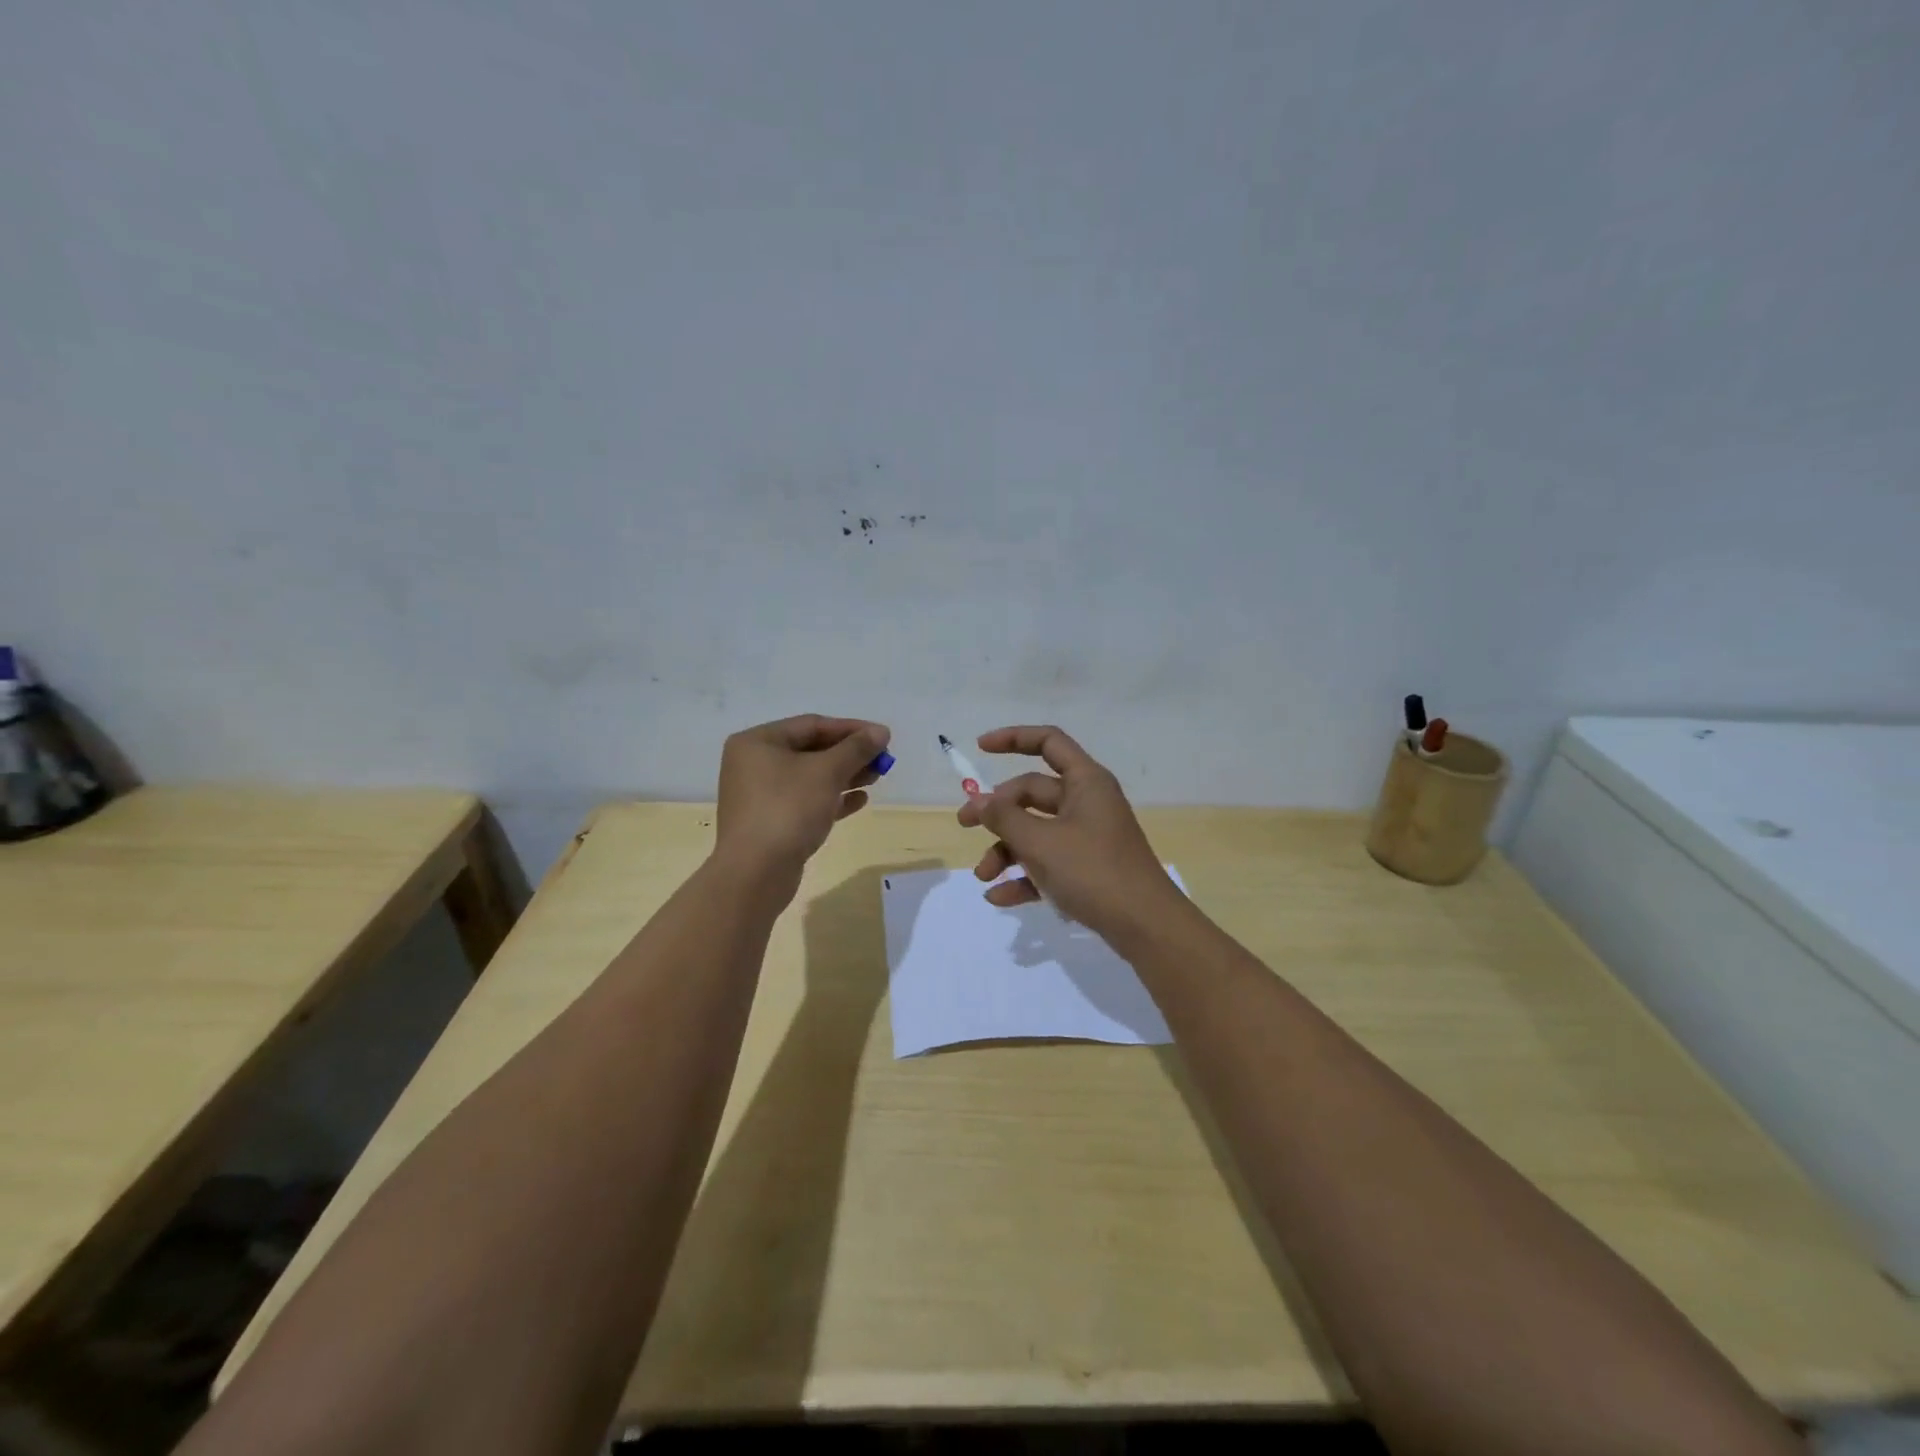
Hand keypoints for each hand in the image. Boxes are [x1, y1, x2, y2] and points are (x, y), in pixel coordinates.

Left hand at [716, 715, 889, 879]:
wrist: (755, 873)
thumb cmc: (788, 809)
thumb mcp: (827, 772)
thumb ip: (856, 749)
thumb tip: (881, 732)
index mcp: (758, 742)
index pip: (812, 725)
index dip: (851, 729)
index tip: (883, 736)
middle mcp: (754, 764)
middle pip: (811, 750)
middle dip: (849, 754)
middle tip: (883, 760)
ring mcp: (761, 795)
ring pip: (810, 777)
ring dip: (845, 776)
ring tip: (876, 778)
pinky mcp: (771, 822)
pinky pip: (806, 802)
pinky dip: (832, 798)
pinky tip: (859, 801)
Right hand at [957, 725, 1184, 940]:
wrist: (1145, 926)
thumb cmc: (1093, 871)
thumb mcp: (1040, 842)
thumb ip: (1004, 817)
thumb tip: (979, 800)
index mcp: (1085, 782)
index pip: (1048, 742)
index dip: (1013, 738)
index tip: (980, 748)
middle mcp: (1087, 802)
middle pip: (1033, 792)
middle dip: (997, 811)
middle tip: (964, 825)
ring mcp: (1088, 837)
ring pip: (1036, 831)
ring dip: (1006, 850)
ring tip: (983, 877)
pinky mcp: (1088, 869)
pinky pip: (1048, 864)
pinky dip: (1024, 876)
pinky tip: (999, 897)